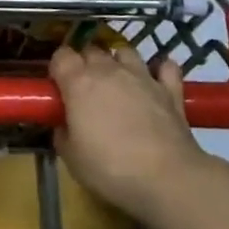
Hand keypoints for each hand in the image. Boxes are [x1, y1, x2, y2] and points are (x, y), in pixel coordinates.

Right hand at [51, 43, 207, 225]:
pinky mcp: (170, 89)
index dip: (58, 68)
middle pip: (91, 50)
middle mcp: (109, 70)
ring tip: (118, 82)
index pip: (61, 56)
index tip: (58, 87)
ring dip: (118, 62)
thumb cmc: (110, 168)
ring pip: (125, 51)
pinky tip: (156, 81)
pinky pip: (166, 67)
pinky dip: (160, 70)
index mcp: (79, 82)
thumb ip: (62, 134)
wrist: (166, 179)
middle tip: (85, 90)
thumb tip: (64, 125)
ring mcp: (142, 76)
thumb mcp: (71, 158)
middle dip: (85, 63)